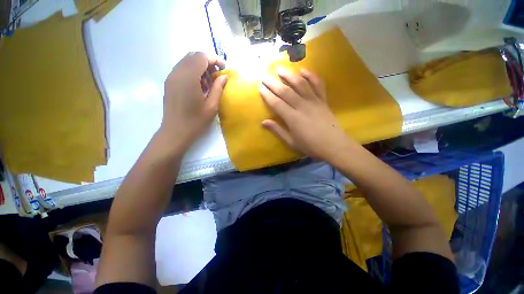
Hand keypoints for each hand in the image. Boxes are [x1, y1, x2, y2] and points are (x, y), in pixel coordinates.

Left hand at [160, 52, 227, 149]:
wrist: (175, 132)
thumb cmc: (196, 121)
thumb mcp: (212, 106)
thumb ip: (218, 88)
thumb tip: (223, 76)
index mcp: (188, 78)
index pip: (201, 57)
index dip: (215, 59)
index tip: (224, 68)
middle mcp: (177, 73)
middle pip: (193, 56)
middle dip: (208, 62)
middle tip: (217, 76)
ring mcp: (171, 77)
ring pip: (187, 61)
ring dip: (200, 67)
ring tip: (209, 83)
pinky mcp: (169, 82)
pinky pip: (182, 69)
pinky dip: (193, 71)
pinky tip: (199, 86)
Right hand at [260, 68, 353, 161]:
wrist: (334, 145)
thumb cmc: (310, 146)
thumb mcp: (291, 142)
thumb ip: (277, 130)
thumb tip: (263, 122)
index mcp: (292, 118)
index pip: (276, 103)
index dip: (267, 95)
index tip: (260, 88)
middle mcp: (302, 106)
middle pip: (285, 91)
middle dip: (273, 83)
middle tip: (264, 76)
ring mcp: (314, 101)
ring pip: (300, 84)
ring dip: (289, 75)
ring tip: (280, 69)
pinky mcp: (323, 100)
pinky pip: (318, 85)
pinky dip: (311, 76)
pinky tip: (303, 70)